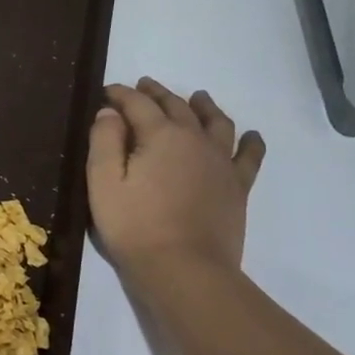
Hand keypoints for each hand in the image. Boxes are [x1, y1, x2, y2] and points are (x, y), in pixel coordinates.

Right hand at [89, 79, 265, 275]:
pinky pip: (249, 156)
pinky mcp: (237, 186)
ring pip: (216, 122)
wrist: (184, 268)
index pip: (138, 104)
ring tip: (198, 97)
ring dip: (204, 106)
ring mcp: (221, 163)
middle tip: (144, 86)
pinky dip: (249, 142)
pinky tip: (251, 136)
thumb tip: (110, 113)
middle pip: (177, 107)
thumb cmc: (134, 225)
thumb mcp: (103, 182)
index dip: (120, 95)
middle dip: (157, 93)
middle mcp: (195, 140)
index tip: (106, 92)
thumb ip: (104, 141)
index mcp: (160, 136)